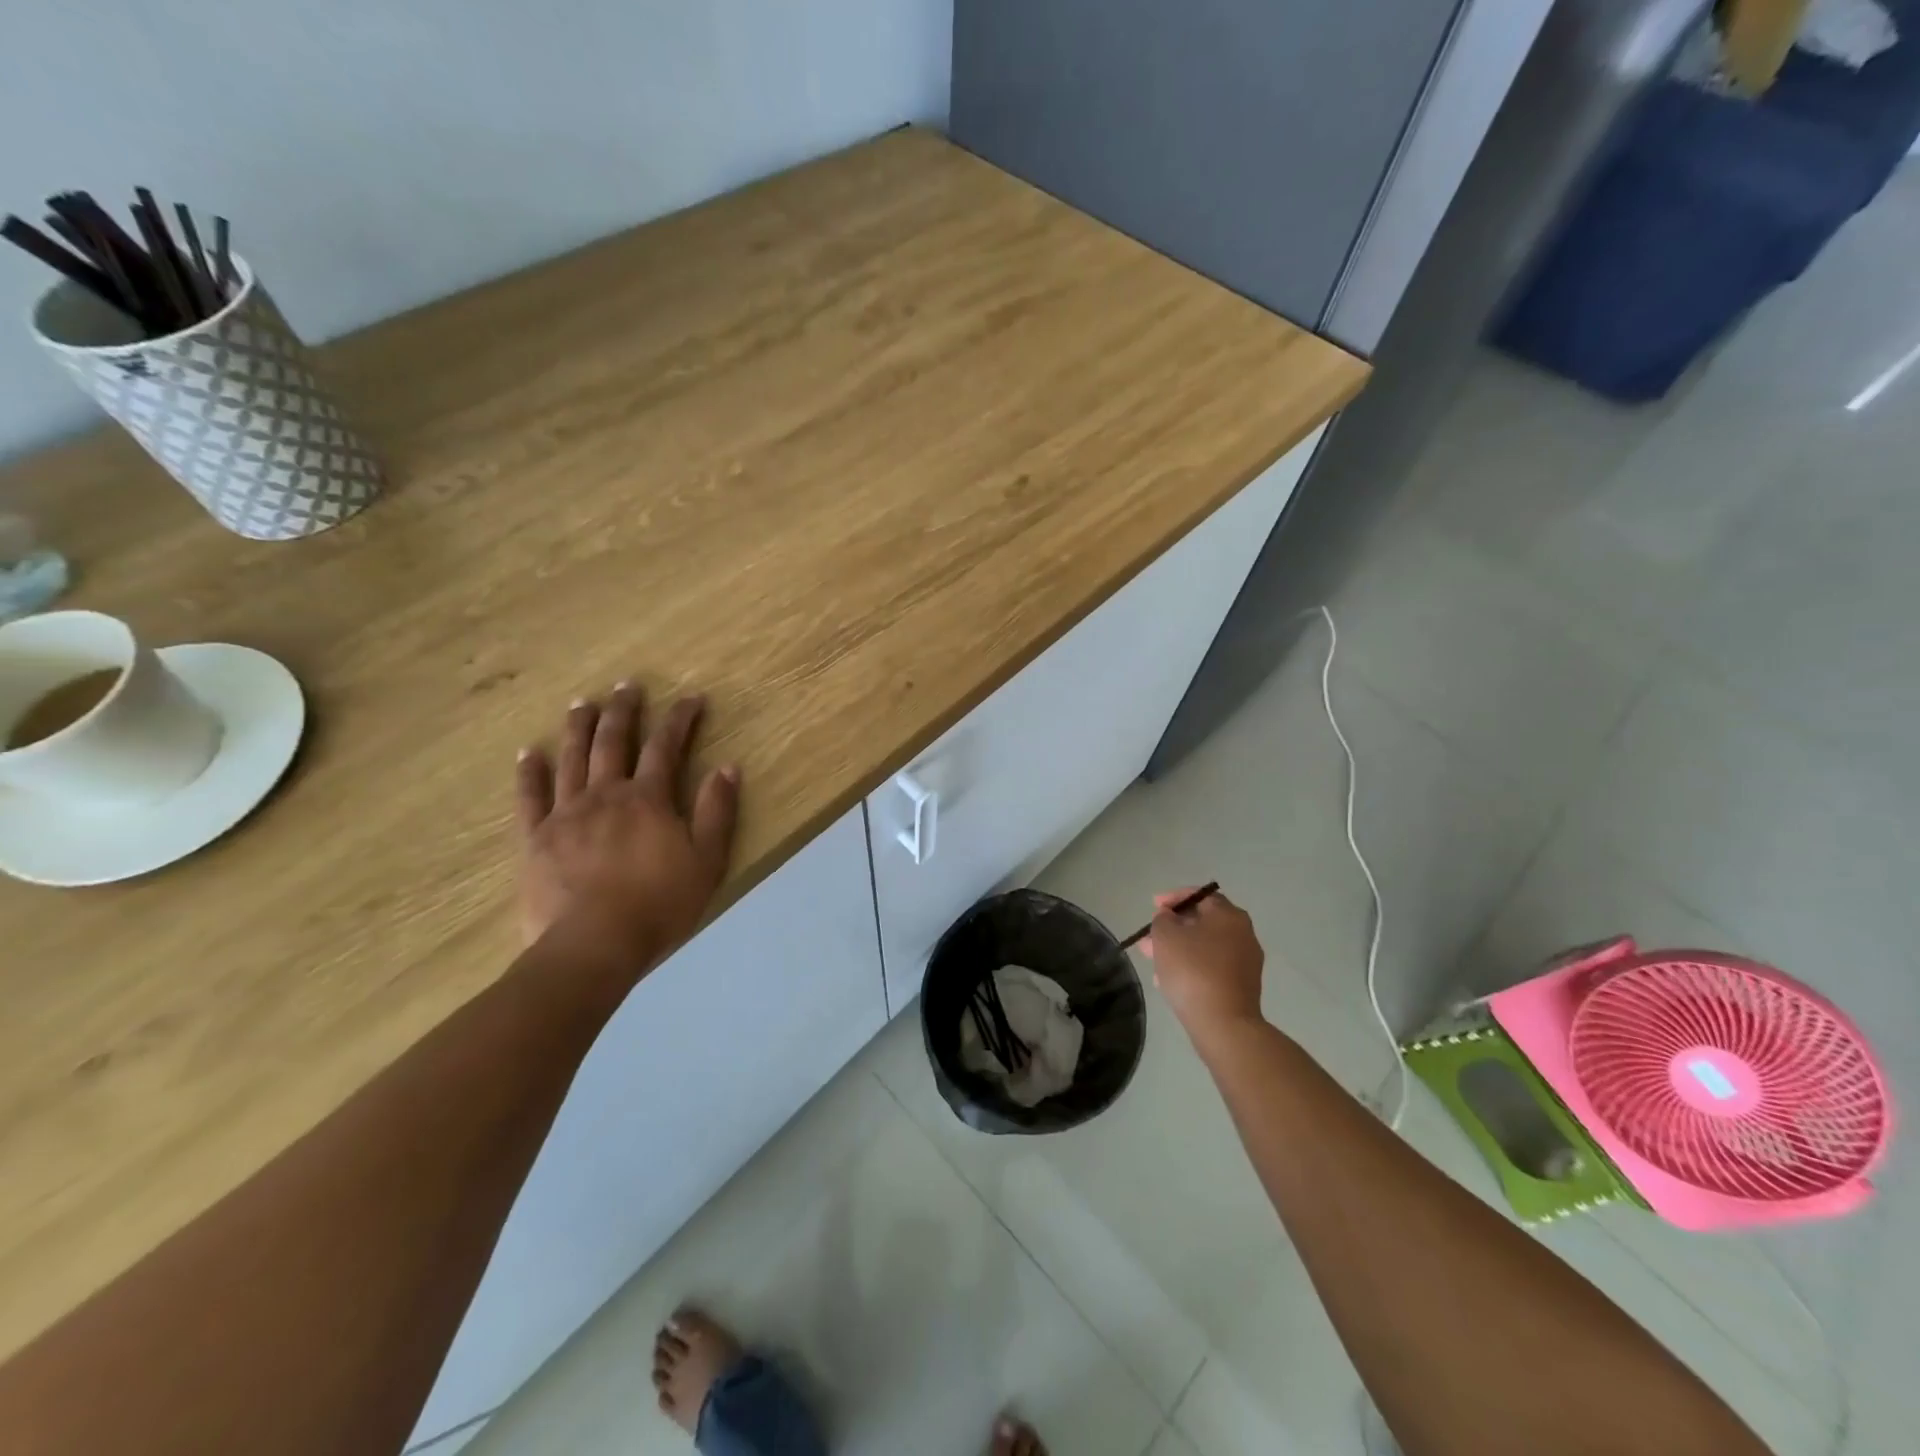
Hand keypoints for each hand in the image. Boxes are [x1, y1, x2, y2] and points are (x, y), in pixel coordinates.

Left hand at [515, 683, 739, 976]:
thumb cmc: (659, 905)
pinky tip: (528, 753)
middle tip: (628, 685)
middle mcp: (605, 794)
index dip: (680, 719)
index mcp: (648, 799)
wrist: (593, 945)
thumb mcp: (707, 861)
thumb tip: (727, 767)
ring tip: (582, 703)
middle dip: (624, 710)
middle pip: (613, 742)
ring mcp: (566, 814)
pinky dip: (529, 772)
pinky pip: (530, 797)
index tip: (691, 698)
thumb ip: (717, 812)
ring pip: (571, 759)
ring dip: (578, 728)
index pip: (666, 747)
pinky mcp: (535, 839)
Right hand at [1141, 887, 1265, 1040]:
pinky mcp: (1243, 986)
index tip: (1153, 907)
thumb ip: (1163, 920)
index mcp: (1229, 915)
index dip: (1173, 898)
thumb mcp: (1165, 936)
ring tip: (1153, 962)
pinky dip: (1192, 967)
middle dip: (1173, 928)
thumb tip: (1170, 919)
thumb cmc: (1192, 970)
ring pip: (1205, 947)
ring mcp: (1246, 961)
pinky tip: (1170, 980)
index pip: (1200, 895)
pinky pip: (1212, 967)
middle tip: (1149, 938)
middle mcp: (1243, 933)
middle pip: (1202, 922)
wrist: (1223, 1024)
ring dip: (1179, 949)